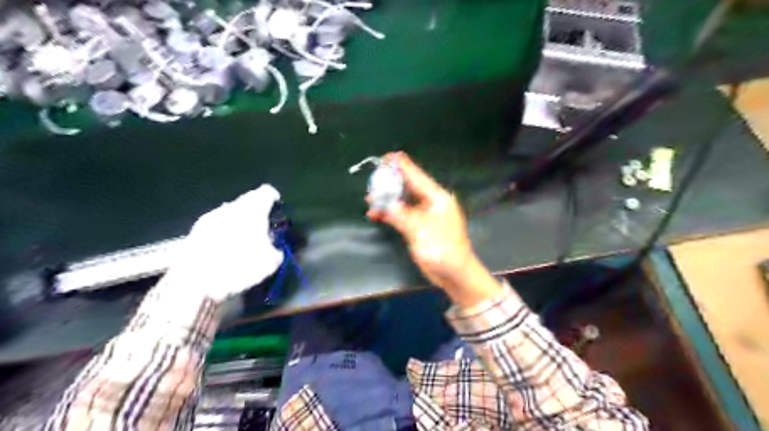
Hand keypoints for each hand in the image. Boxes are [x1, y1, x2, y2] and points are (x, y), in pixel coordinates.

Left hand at [161, 185, 285, 302]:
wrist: (194, 280)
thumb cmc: (239, 265)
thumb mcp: (270, 263)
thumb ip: (275, 251)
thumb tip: (274, 250)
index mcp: (253, 209)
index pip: (266, 192)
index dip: (273, 199)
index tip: (277, 208)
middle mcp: (231, 207)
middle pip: (247, 201)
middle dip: (256, 211)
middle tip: (263, 226)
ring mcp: (211, 217)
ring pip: (230, 213)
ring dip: (238, 221)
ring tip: (244, 239)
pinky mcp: (196, 231)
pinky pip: (217, 225)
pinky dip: (224, 231)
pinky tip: (226, 248)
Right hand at [367, 152, 498, 299]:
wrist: (455, 274)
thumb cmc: (442, 249)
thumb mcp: (419, 230)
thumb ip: (400, 215)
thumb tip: (384, 203)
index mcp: (437, 198)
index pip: (416, 176)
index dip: (401, 166)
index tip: (386, 156)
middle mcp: (431, 203)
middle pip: (409, 187)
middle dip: (391, 183)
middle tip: (373, 179)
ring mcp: (426, 215)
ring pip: (404, 201)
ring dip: (388, 200)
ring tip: (369, 199)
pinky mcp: (421, 227)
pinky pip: (403, 215)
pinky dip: (391, 214)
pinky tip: (377, 215)